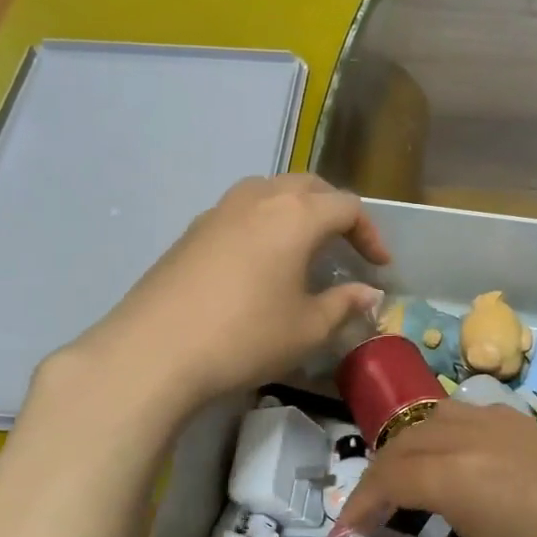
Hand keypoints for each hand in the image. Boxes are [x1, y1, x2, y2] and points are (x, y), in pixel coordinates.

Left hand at [50, 174, 387, 412]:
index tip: (379, 266)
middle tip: (347, 246)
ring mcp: (219, 211)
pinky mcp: (192, 231)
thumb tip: (369, 293)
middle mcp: (258, 199)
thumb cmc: (246, 337)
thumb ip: (344, 304)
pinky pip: (241, 211)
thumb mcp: (308, 328)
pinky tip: (260, 261)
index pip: (346, 206)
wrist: (156, 350)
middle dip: (334, 211)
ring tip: (305, 247)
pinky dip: (264, 223)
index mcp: (295, 215)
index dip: (370, 233)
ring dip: (296, 211)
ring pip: (270, 192)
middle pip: (308, 186)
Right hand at [338, 400, 536, 536]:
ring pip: (438, 418)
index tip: (346, 533)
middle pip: (407, 442)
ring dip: (410, 448)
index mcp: (460, 476)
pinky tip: (454, 465)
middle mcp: (478, 437)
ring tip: (406, 486)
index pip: (389, 477)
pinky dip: (445, 433)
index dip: (360, 503)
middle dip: (379, 475)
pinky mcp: (535, 430)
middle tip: (371, 515)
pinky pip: (472, 415)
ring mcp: (511, 427)